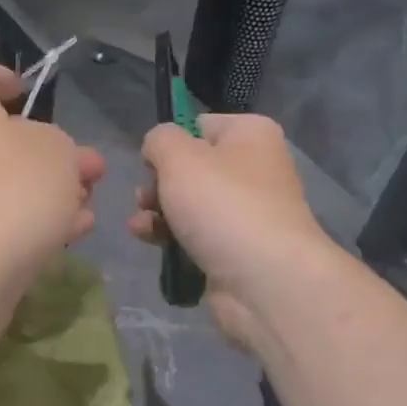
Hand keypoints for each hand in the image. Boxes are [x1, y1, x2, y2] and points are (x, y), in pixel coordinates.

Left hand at [0, 52, 104, 333]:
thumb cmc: (6, 193)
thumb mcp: (58, 154)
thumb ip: (65, 147)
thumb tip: (62, 157)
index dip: (4, 75)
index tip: (31, 96)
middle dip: (46, 150)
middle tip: (88, 169)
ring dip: (44, 190)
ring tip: (88, 207)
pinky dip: (25, 221)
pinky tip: (70, 236)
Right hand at [130, 114, 337, 354]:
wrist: (265, 281)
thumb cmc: (223, 205)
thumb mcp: (179, 157)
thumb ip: (159, 140)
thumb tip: (158, 149)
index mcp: (251, 135)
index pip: (200, 125)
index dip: (170, 142)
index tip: (151, 163)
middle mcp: (254, 169)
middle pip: (190, 168)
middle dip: (158, 183)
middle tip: (144, 197)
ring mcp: (246, 212)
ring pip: (188, 204)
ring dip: (157, 212)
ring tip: (141, 226)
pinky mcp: (235, 249)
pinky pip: (194, 236)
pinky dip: (171, 238)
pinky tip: (150, 243)